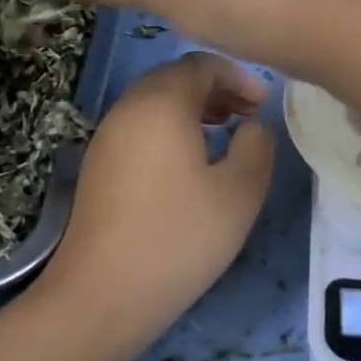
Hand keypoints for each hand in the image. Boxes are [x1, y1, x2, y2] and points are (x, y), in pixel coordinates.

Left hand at [38, 52, 275, 351]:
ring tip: (223, 135)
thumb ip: (257, 146)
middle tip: (247, 115)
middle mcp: (128, 108)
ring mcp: (106, 136)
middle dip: (216, 89)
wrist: (101, 295)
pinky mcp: (97, 166)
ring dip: (192, 109)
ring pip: (154, 103)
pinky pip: (139, 128)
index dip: (238, 77)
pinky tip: (189, 165)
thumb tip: (253, 126)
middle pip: (174, 78)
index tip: (263, 105)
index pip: (202, 64)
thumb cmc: (179, 237)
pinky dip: (169, 129)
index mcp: (162, 102)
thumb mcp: (240, 192)